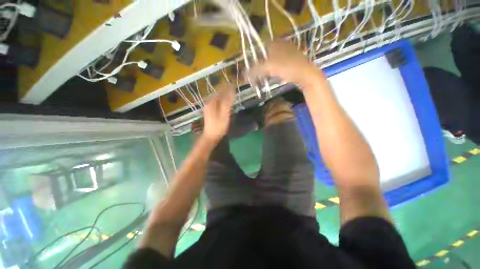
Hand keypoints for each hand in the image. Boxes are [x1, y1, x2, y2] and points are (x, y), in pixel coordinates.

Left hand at [202, 81, 235, 142]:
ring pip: (217, 98)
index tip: (233, 84)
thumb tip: (231, 91)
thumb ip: (227, 103)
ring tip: (231, 92)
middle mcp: (209, 103)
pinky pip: (216, 102)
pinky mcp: (210, 111)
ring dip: (224, 94)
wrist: (211, 136)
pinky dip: (221, 100)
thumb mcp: (224, 114)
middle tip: (233, 87)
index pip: (220, 91)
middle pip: (218, 94)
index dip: (227, 87)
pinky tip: (225, 101)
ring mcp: (208, 107)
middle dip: (225, 90)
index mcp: (212, 102)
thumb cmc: (219, 126)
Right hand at [249, 41, 324, 88]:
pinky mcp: (290, 63)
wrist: (307, 75)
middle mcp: (281, 46)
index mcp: (275, 43)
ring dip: (265, 70)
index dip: (253, 58)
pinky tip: (272, 78)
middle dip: (259, 66)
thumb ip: (255, 70)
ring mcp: (287, 55)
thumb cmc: (288, 68)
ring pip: (271, 62)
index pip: (259, 48)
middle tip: (255, 75)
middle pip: (265, 56)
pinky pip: (278, 67)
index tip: (249, 68)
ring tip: (261, 79)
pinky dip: (273, 72)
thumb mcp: (269, 67)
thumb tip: (244, 74)